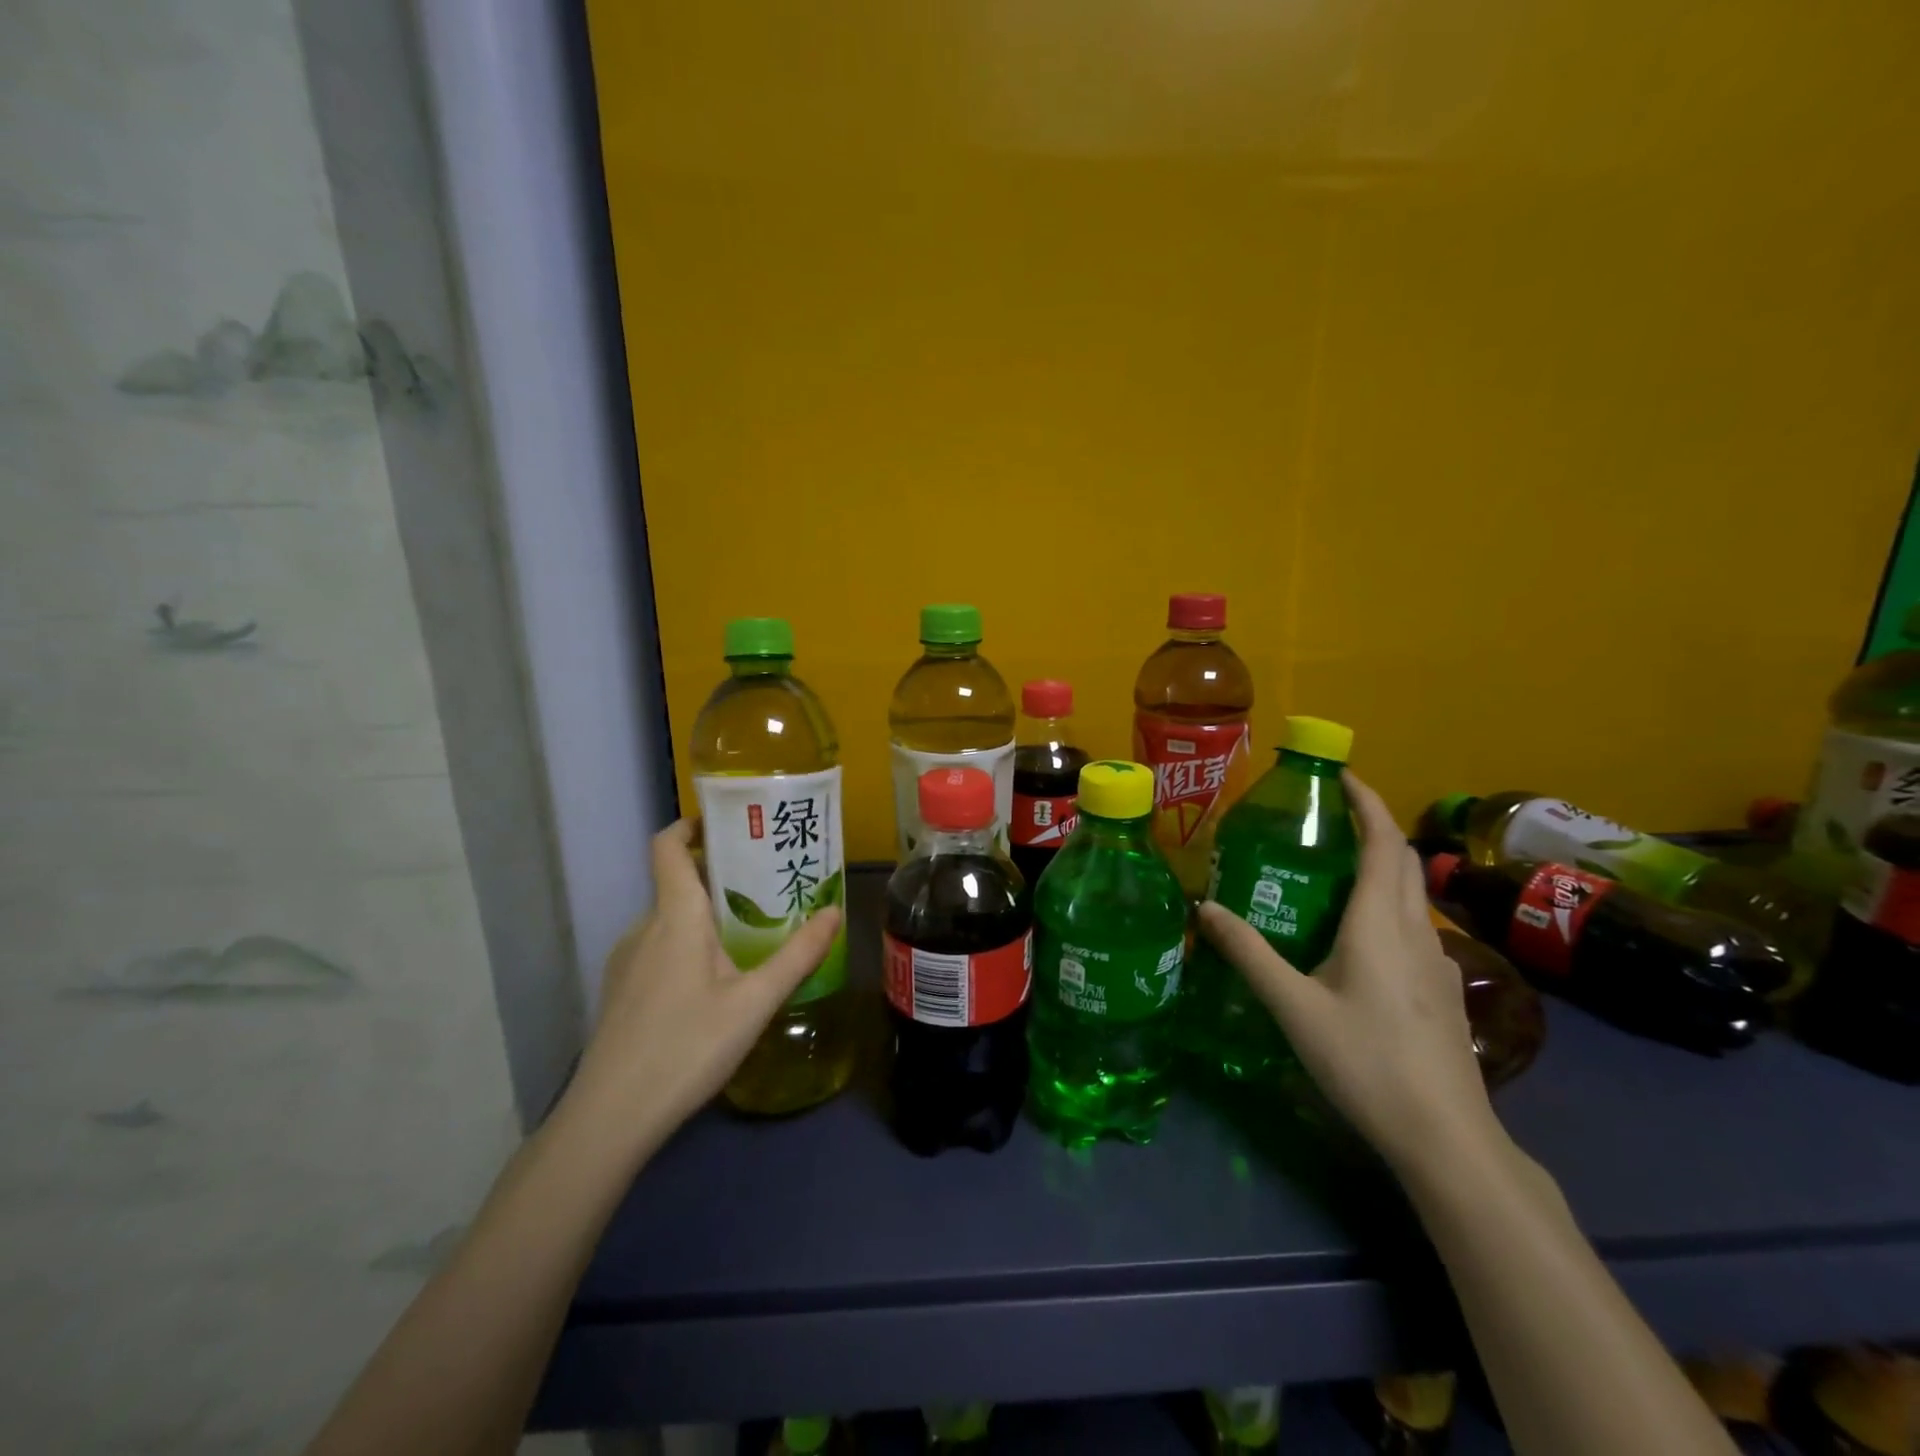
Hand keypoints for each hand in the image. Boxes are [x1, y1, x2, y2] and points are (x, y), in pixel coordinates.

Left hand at [570, 820, 841, 1143]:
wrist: (610, 1117)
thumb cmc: (687, 1046)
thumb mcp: (755, 1002)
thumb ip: (798, 955)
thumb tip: (834, 912)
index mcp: (675, 916)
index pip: (668, 846)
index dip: (690, 825)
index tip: (726, 823)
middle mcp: (645, 927)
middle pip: (679, 883)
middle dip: (721, 877)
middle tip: (767, 887)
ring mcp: (627, 960)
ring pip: (670, 920)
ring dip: (706, 916)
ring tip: (750, 935)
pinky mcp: (621, 991)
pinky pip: (658, 948)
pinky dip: (687, 946)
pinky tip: (715, 984)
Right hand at [1195, 771, 1500, 1176]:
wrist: (1447, 1137)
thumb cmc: (1366, 1061)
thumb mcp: (1293, 1006)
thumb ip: (1248, 954)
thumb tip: (1203, 908)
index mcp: (1382, 922)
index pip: (1382, 841)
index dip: (1366, 801)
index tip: (1340, 775)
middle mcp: (1418, 931)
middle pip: (1402, 861)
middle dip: (1370, 827)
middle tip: (1324, 820)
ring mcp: (1440, 961)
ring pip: (1412, 895)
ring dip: (1380, 867)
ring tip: (1333, 872)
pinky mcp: (1444, 989)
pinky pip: (1416, 926)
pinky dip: (1389, 906)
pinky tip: (1359, 938)